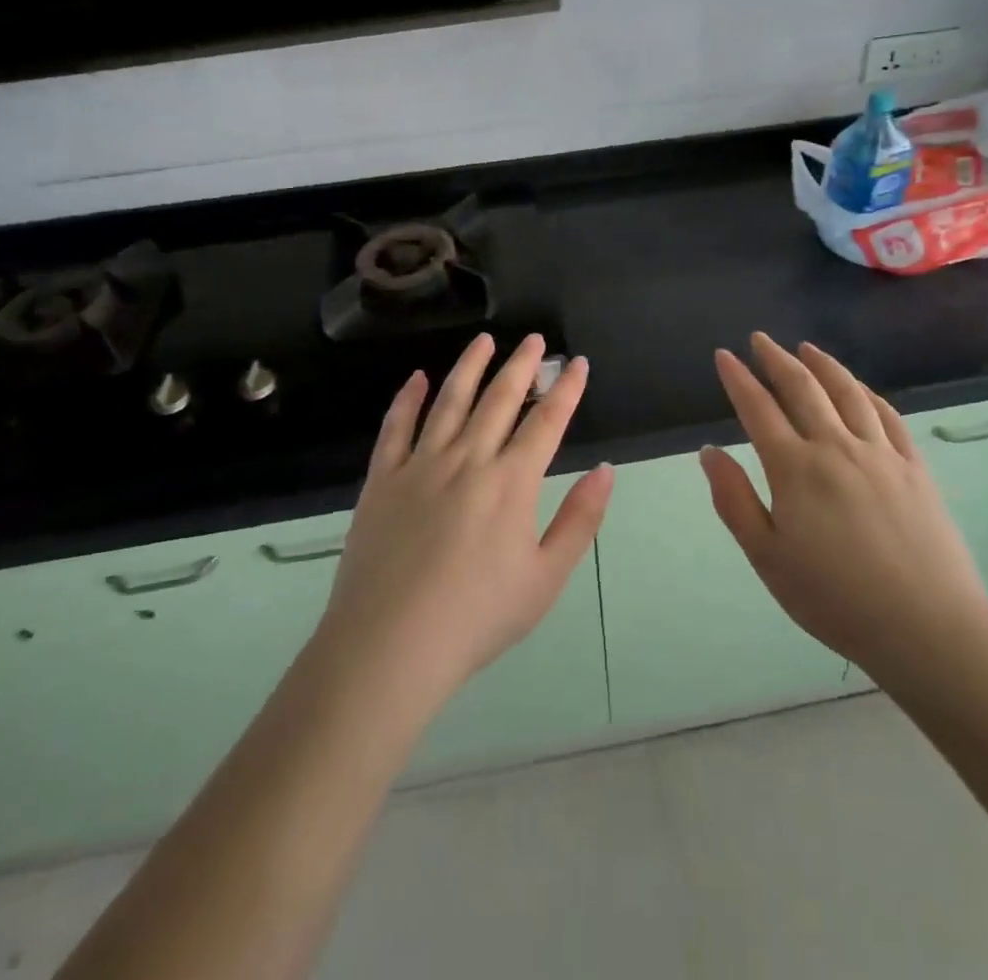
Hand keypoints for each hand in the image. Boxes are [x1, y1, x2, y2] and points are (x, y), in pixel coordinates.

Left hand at [314, 333, 612, 707]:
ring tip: (484, 341)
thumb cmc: (477, 617)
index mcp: (511, 483)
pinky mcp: (383, 480)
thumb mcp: (545, 578)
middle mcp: (468, 460)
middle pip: (500, 399)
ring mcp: (420, 465)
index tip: (577, 363)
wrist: (390, 646)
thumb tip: (605, 471)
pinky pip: (396, 427)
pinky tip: (418, 378)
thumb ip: (579, 520)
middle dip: (522, 365)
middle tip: (533, 340)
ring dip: (470, 367)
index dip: (566, 389)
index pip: (546, 422)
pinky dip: (409, 398)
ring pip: (450, 401)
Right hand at [701, 332, 987, 673]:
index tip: (724, 356)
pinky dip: (867, 393)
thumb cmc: (835, 598)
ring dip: (823, 365)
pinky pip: (887, 416)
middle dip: (776, 359)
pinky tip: (860, 389)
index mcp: (795, 468)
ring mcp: (881, 453)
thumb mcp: (767, 558)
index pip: (758, 408)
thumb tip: (709, 452)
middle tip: (760, 340)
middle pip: (802, 388)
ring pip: (847, 392)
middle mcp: (836, 446)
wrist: (927, 626)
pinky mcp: (914, 467)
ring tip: (806, 348)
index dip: (738, 379)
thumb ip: (735, 500)